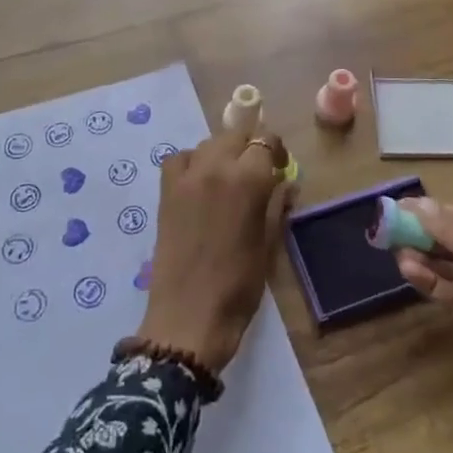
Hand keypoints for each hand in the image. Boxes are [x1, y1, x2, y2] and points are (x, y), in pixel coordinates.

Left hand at [135, 126, 292, 371]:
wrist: (189, 317)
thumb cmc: (239, 285)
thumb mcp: (268, 244)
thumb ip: (277, 205)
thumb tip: (286, 183)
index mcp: (248, 180)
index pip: (266, 141)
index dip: (276, 151)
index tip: (281, 168)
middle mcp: (216, 167)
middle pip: (236, 135)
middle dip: (251, 147)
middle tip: (258, 172)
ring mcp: (187, 177)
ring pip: (209, 144)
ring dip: (223, 153)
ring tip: (228, 178)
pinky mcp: (166, 191)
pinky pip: (179, 159)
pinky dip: (192, 162)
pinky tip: (199, 182)